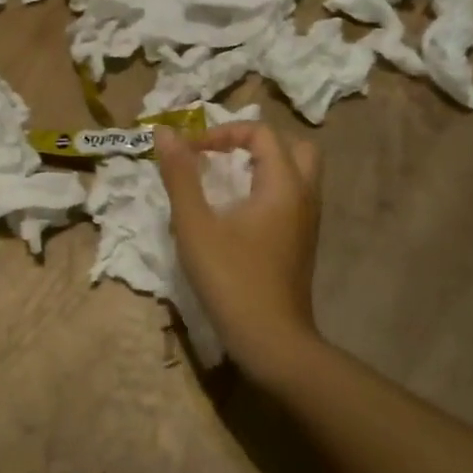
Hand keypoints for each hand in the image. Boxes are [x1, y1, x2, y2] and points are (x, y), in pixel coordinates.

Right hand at [155, 121, 323, 384]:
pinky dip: (269, 191)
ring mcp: (308, 222)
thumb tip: (164, 132)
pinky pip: (292, 199)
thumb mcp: (195, 225)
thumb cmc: (231, 278)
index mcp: (283, 184)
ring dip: (264, 167)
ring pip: (297, 174)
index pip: (260, 132)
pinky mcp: (302, 243)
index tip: (190, 153)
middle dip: (256, 143)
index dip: (221, 133)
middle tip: (222, 157)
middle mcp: (304, 196)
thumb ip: (180, 176)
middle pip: (294, 147)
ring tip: (226, 182)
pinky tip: (238, 214)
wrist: (271, 339)